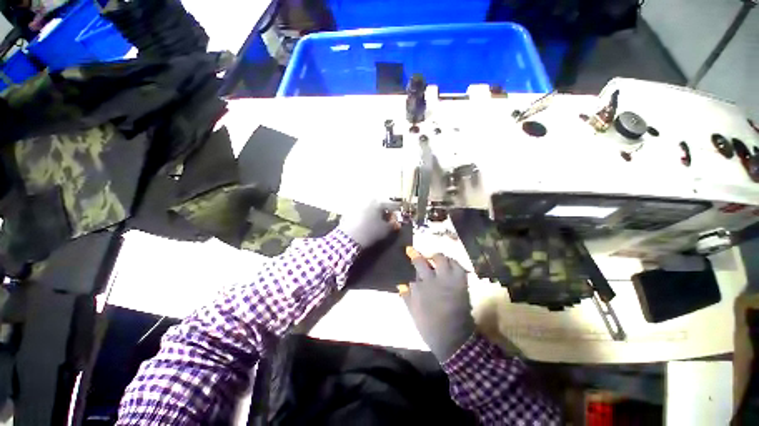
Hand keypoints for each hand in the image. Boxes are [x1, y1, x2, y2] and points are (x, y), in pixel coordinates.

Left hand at [338, 200, 399, 247]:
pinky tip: (364, 223)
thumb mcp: (385, 230)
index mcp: (377, 203)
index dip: (395, 211)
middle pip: (378, 205)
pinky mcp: (348, 211)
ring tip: (375, 222)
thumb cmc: (370, 232)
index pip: (390, 205)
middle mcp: (366, 200)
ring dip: (373, 213)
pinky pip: (360, 212)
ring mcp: (356, 205)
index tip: (397, 217)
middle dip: (383, 212)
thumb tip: (396, 223)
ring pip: (368, 208)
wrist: (348, 238)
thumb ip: (393, 225)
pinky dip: (364, 216)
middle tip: (386, 220)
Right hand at [400, 247, 474, 361]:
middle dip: (421, 255)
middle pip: (424, 261)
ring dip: (437, 257)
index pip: (414, 267)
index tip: (409, 249)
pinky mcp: (461, 283)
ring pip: (442, 259)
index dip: (412, 256)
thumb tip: (401, 284)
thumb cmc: (430, 327)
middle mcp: (433, 280)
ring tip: (436, 259)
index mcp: (420, 287)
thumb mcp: (414, 312)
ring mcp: (448, 280)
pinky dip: (454, 263)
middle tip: (422, 255)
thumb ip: (407, 297)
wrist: (454, 339)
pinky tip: (450, 265)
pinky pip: (458, 267)